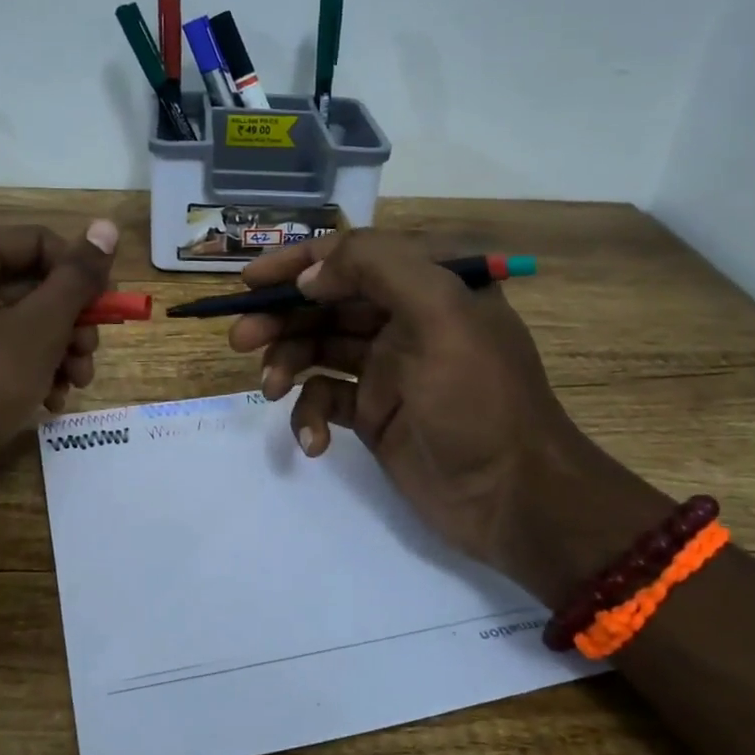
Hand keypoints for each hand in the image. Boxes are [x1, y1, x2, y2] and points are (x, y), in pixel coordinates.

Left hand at [0, 220, 118, 528]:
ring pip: (20, 321)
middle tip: (88, 357)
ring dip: (57, 350)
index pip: (39, 242)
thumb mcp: (37, 330)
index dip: (79, 274)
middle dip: (70, 322)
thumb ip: (76, 278)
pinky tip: (49, 401)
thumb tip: (106, 226)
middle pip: (31, 283)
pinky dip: (29, 369)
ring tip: (74, 385)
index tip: (106, 313)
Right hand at [229, 232, 671, 607]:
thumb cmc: (480, 400)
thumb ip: (377, 269)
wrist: (514, 499)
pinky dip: (309, 415)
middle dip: (280, 317)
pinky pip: (326, 399)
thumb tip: (310, 275)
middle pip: (325, 304)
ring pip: (318, 349)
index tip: (250, 282)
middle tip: (240, 338)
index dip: (298, 263)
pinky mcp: (374, 414)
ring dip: (287, 364)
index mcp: (428, 286)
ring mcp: (387, 369)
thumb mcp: (441, 314)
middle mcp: (405, 320)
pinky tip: (311, 441)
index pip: (352, 256)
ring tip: (271, 389)